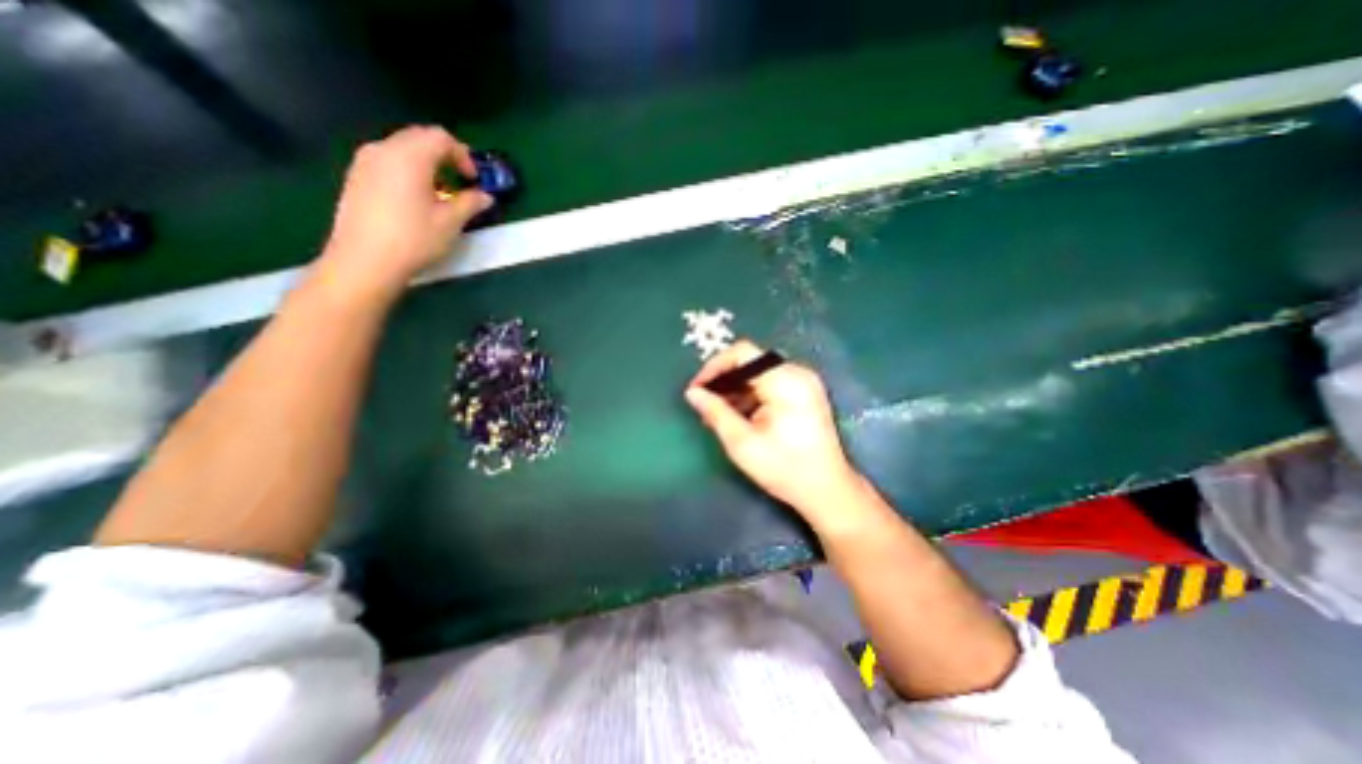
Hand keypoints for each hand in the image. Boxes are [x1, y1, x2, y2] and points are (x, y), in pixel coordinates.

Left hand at [316, 125, 493, 301]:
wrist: (365, 260)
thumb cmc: (414, 238)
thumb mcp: (450, 222)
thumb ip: (470, 203)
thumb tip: (485, 196)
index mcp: (410, 156)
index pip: (440, 138)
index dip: (463, 155)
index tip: (474, 180)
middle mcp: (384, 150)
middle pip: (419, 138)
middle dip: (444, 156)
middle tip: (460, 183)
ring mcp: (364, 163)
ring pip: (401, 150)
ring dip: (426, 164)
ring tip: (440, 194)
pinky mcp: (356, 178)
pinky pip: (387, 162)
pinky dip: (407, 172)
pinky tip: (415, 200)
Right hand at [686, 340, 865, 529]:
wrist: (827, 490)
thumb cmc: (784, 468)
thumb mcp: (742, 442)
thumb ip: (715, 412)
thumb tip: (692, 393)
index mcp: (785, 380)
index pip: (742, 354)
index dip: (714, 367)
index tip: (697, 389)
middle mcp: (797, 373)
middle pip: (750, 362)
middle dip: (724, 381)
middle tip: (705, 405)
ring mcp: (804, 382)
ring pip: (758, 373)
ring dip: (736, 389)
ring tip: (718, 415)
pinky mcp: (805, 392)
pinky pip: (770, 383)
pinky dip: (751, 395)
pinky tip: (739, 416)